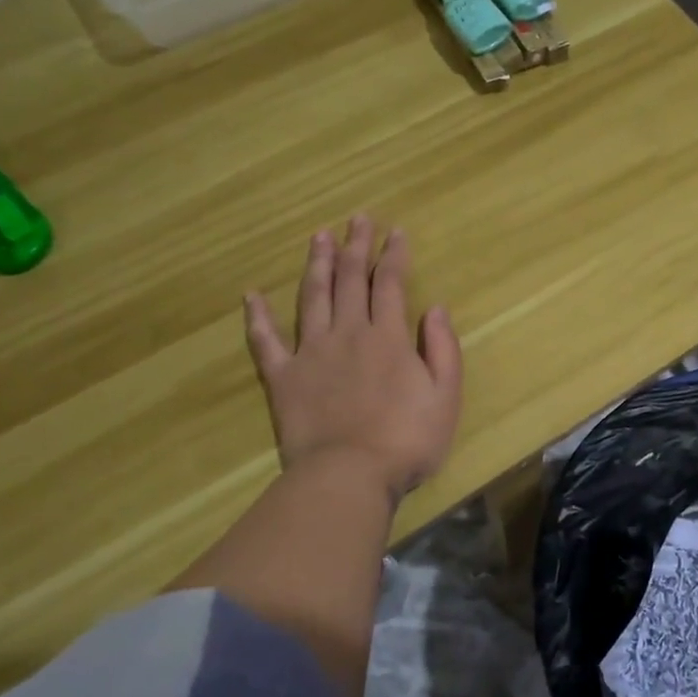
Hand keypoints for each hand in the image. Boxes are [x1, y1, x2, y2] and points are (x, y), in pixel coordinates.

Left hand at [245, 217, 462, 500]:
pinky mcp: (283, 378)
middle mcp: (347, 333)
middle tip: (357, 219)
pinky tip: (252, 295)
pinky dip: (257, 317)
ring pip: (311, 297)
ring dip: (316, 264)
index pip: (390, 283)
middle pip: (349, 280)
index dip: (393, 254)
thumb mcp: (446, 396)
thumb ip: (442, 349)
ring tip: (319, 237)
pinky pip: (266, 341)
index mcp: (387, 337)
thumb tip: (435, 308)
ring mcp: (310, 353)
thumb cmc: (407, 440)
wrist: (348, 476)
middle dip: (355, 246)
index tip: (395, 231)